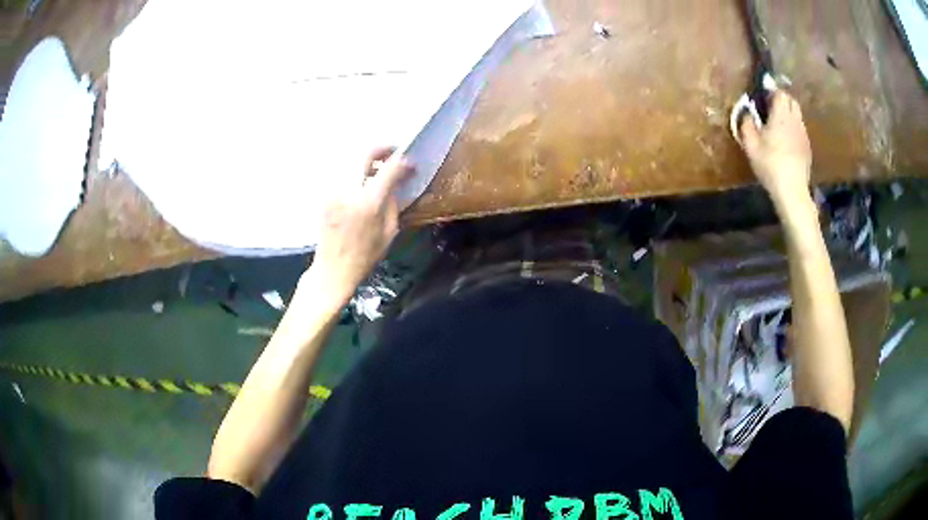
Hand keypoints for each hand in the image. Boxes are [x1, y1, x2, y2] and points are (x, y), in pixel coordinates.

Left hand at [310, 147, 412, 300]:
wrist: (333, 269)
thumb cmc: (364, 256)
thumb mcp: (389, 232)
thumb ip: (393, 203)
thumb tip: (396, 183)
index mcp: (369, 203)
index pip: (389, 169)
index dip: (403, 162)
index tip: (411, 164)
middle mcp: (349, 190)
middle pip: (365, 153)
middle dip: (383, 149)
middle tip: (394, 153)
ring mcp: (334, 190)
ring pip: (352, 159)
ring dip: (369, 159)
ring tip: (380, 168)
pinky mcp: (327, 194)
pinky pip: (344, 172)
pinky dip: (357, 170)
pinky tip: (364, 181)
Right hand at [739, 91, 811, 204]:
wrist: (792, 191)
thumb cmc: (770, 165)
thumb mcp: (751, 145)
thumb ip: (746, 124)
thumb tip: (746, 113)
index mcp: (781, 116)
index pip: (779, 93)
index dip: (771, 91)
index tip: (762, 96)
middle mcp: (795, 121)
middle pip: (791, 100)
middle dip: (781, 99)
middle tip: (770, 107)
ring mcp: (803, 134)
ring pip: (797, 115)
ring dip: (788, 114)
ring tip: (778, 124)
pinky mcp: (807, 147)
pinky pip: (800, 129)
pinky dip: (793, 128)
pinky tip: (786, 141)